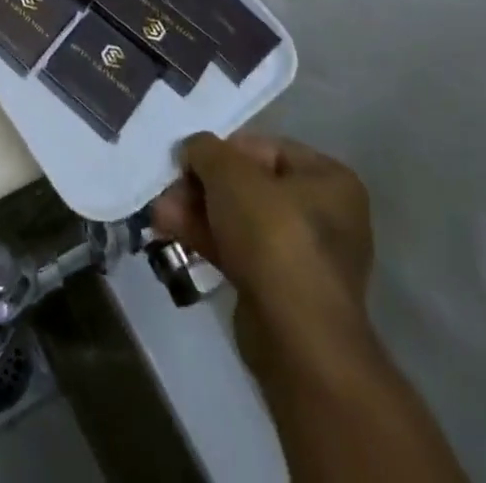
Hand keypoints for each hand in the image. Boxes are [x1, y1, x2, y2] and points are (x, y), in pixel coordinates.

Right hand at [153, 132, 374, 367]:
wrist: (295, 336)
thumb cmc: (273, 235)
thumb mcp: (229, 172)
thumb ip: (205, 149)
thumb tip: (192, 151)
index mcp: (327, 179)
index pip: (264, 148)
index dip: (222, 150)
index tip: (190, 160)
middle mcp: (324, 215)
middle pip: (248, 185)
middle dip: (202, 186)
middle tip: (168, 188)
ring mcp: (303, 256)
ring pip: (238, 219)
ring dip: (196, 211)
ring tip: (158, 212)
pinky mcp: (280, 289)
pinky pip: (238, 250)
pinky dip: (205, 238)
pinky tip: (168, 231)